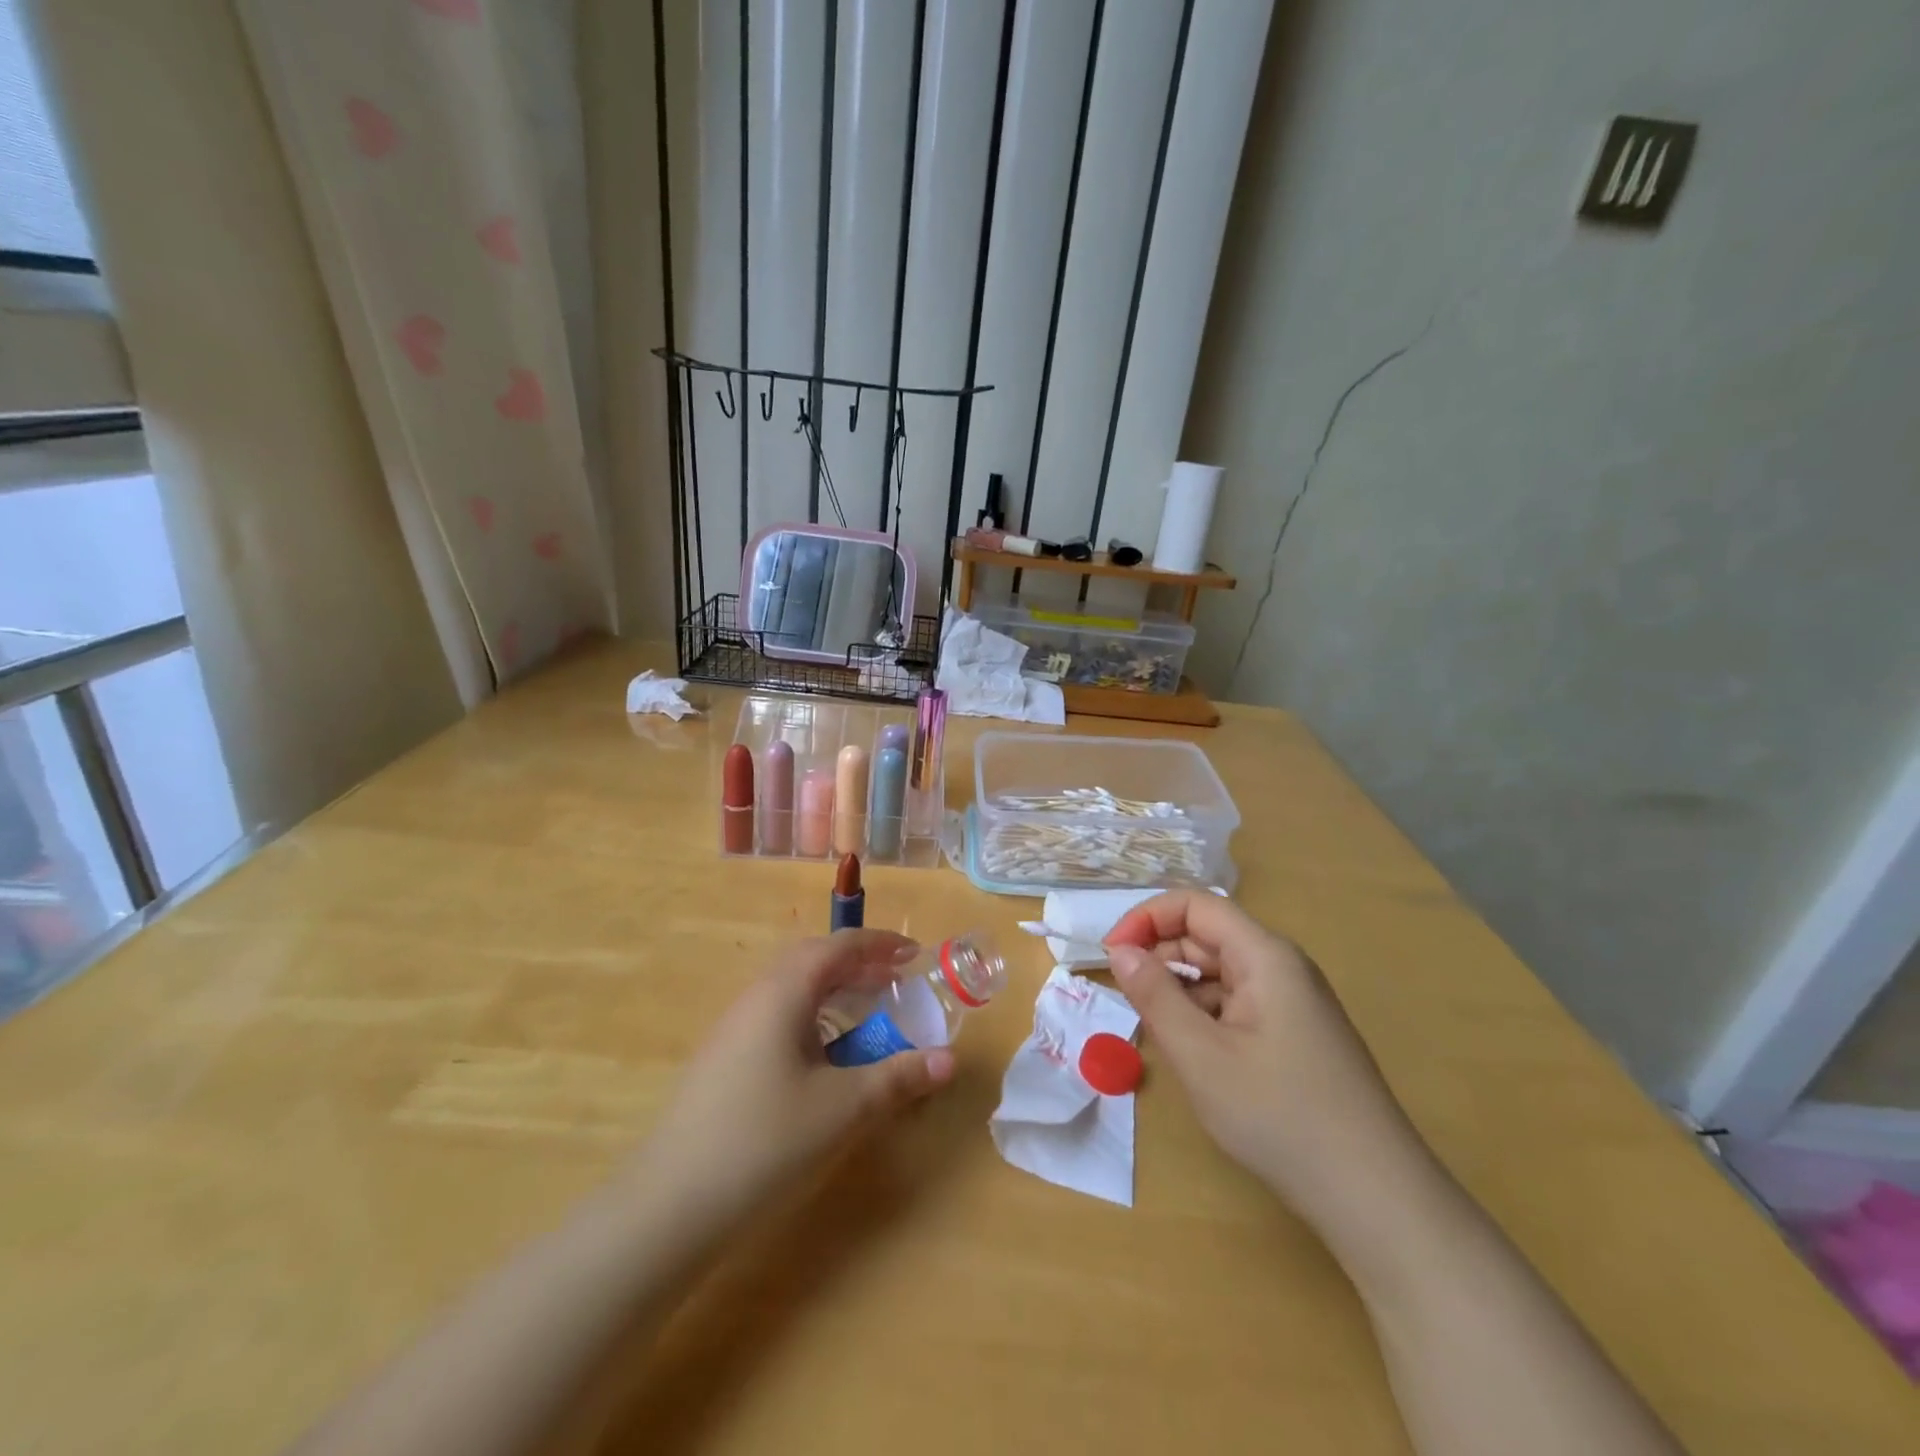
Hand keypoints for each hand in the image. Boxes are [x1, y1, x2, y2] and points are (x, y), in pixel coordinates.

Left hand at [632, 930, 955, 1221]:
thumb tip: (950, 1060)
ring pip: (793, 991)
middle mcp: (755, 998)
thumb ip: (899, 1078)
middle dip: (858, 965)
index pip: (839, 946)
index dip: (881, 944)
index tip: (916, 954)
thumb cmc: (765, 1142)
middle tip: (895, 983)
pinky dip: (813, 1021)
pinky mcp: (724, 1062)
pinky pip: (778, 1019)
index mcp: (784, 992)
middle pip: (813, 961)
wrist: (668, 1208)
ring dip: (834, 994)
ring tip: (867, 1018)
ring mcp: (733, 1030)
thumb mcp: (844, 1109)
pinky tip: (825, 1060)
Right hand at [1105, 892, 1425, 1224]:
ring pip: (1219, 973)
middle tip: (1129, 1004)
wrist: (1376, 1199)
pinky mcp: (1295, 1034)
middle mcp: (1282, 967)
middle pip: (1207, 936)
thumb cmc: (1280, 1117)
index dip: (1147, 919)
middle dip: (1160, 958)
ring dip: (1181, 992)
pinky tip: (1196, 1057)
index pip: (1195, 905)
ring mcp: (1292, 1002)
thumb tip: (1119, 951)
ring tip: (1161, 1037)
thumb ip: (1154, 996)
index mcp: (1265, 956)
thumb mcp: (1201, 1056)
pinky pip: (1237, 1004)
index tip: (1112, 957)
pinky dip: (1205, 1017)